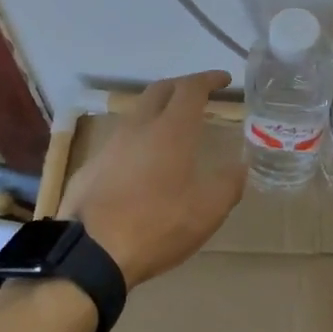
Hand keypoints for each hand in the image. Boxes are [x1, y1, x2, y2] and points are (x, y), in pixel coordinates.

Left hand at [59, 71, 244, 287]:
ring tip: (173, 128)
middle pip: (160, 90)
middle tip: (199, 95)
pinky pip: (121, 139)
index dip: (209, 79)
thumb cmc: (157, 225)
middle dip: (182, 86)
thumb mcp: (207, 210)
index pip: (191, 88)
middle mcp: (138, 126)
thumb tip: (240, 165)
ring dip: (158, 111)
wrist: (91, 251)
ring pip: (137, 113)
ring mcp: (110, 144)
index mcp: (170, 129)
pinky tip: (143, 162)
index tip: (224, 79)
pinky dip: (139, 138)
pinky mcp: (92, 165)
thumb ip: (229, 183)